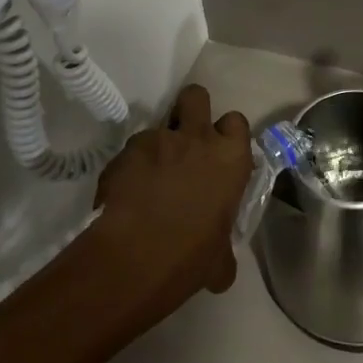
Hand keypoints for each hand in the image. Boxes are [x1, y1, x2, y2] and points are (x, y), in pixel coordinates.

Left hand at [93, 83, 252, 314]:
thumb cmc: (188, 260)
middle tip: (184, 139)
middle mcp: (198, 139)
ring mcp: (159, 140)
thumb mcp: (218, 262)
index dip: (226, 134)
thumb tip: (222, 267)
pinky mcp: (126, 150)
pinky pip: (132, 149)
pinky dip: (130, 165)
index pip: (237, 122)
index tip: (218, 151)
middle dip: (190, 110)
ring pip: (159, 124)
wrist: (132, 259)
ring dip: (157, 144)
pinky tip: (126, 192)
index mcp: (230, 159)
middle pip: (196, 96)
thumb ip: (223, 251)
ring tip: (148, 174)